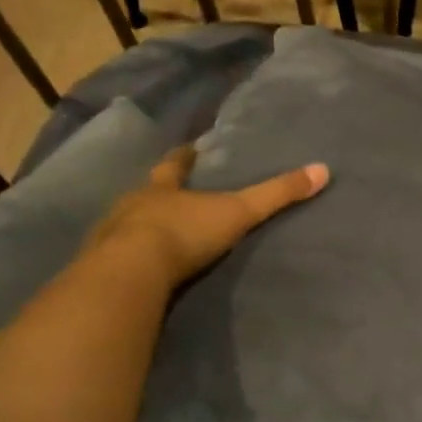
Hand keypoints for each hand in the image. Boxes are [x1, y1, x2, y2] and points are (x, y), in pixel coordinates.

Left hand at [90, 147, 328, 289]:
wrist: (130, 273)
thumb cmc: (184, 233)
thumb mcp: (238, 212)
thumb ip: (276, 194)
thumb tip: (322, 170)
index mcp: (162, 188)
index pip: (174, 165)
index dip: (183, 157)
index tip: (188, 148)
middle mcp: (132, 205)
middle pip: (145, 192)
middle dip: (157, 192)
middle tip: (168, 193)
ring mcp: (110, 235)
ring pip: (125, 224)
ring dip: (137, 226)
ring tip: (151, 233)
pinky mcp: (99, 267)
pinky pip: (113, 258)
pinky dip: (124, 260)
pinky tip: (133, 270)